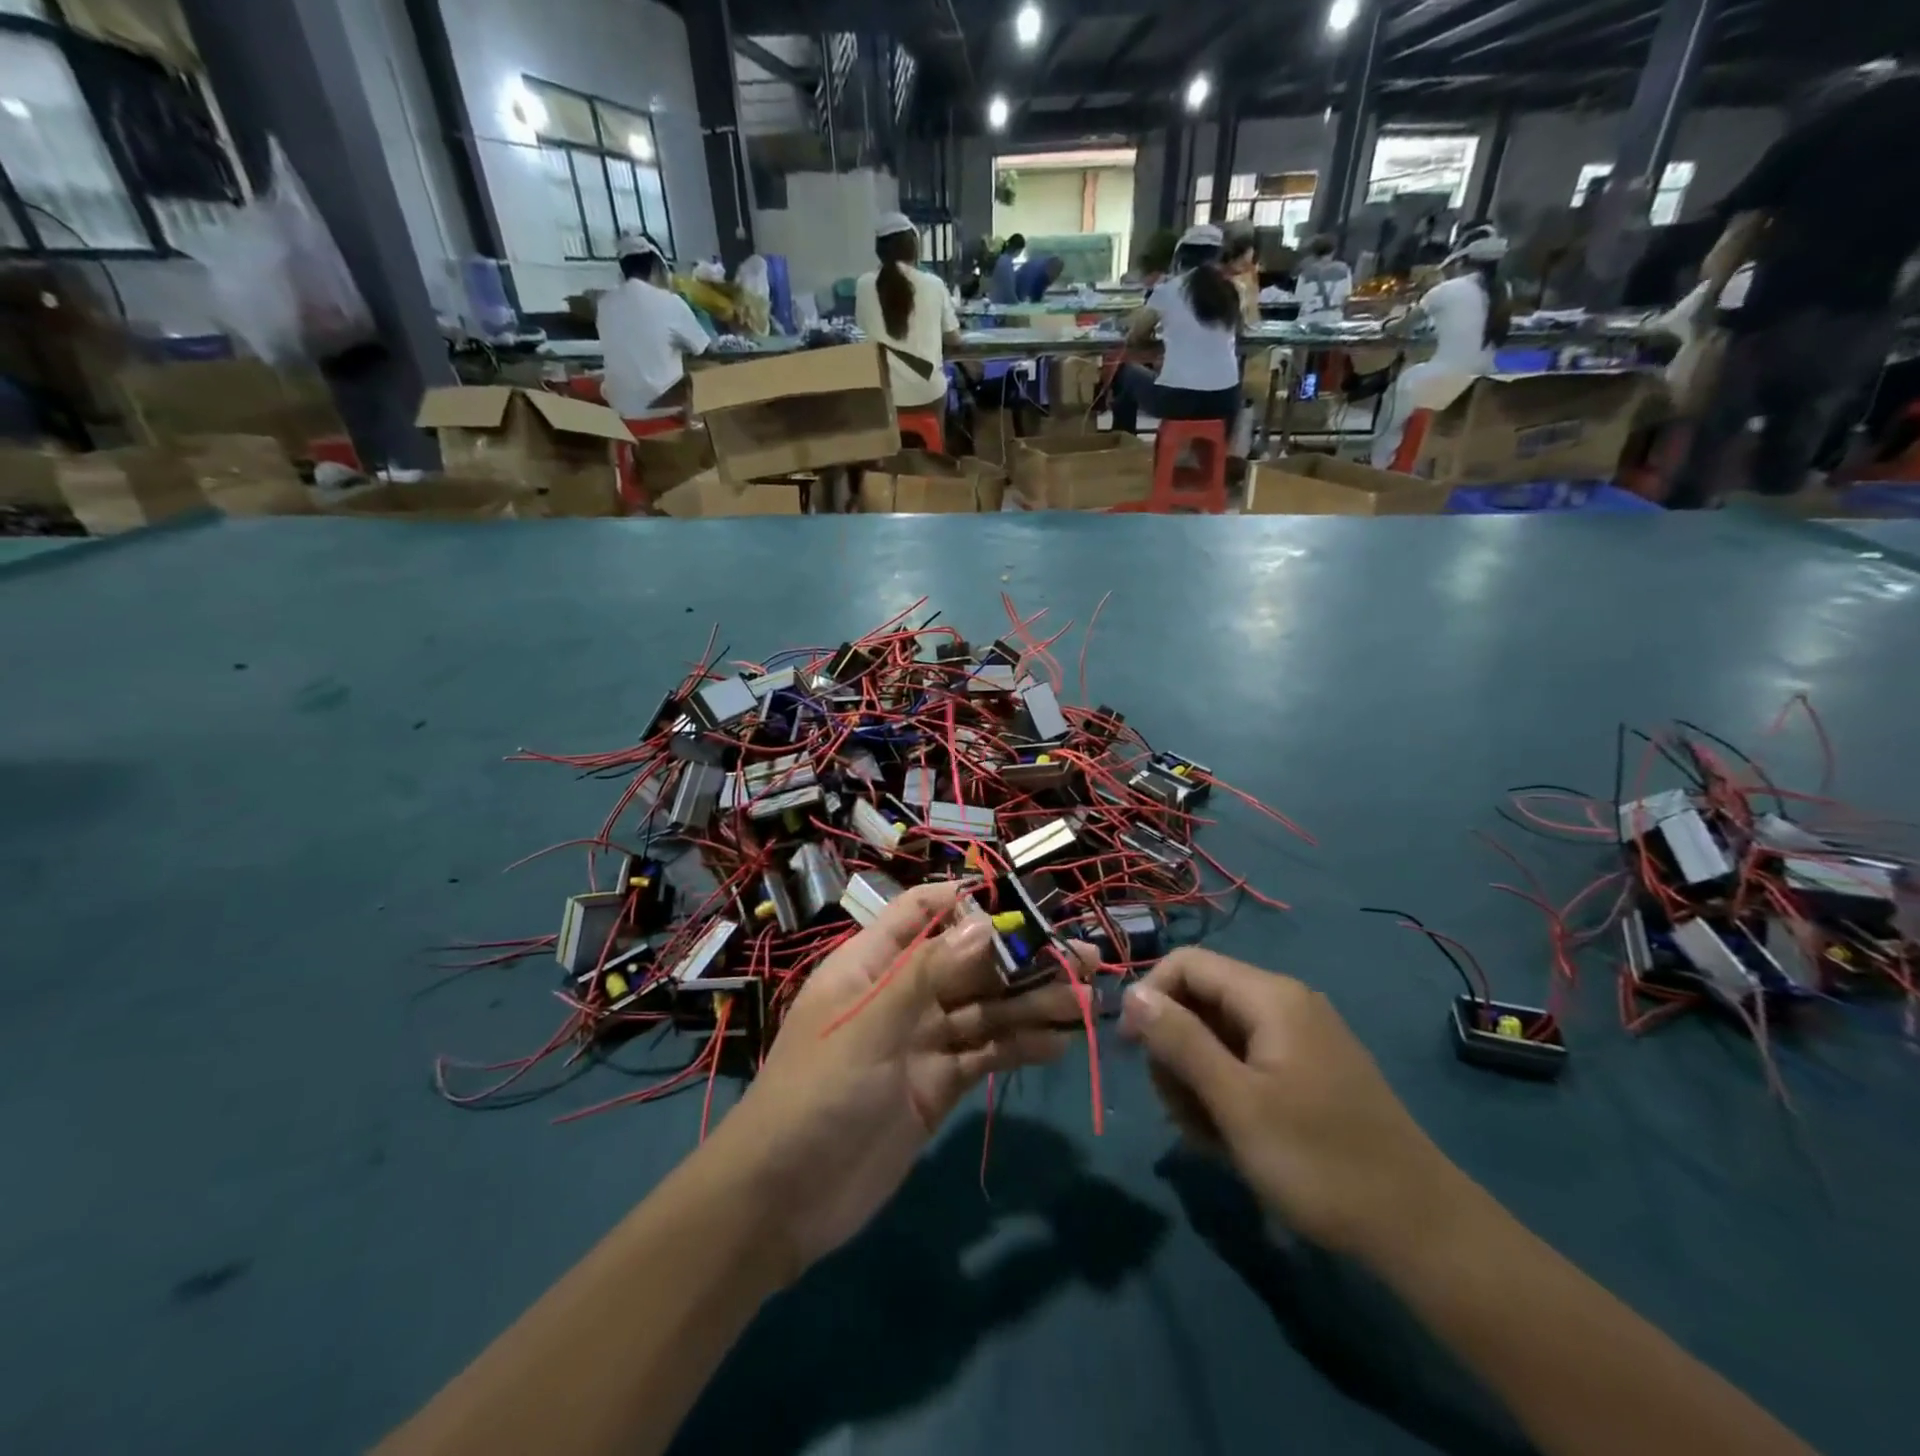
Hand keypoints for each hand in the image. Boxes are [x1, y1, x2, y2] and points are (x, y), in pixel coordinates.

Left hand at [709, 883, 1088, 1283]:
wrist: (782, 1200)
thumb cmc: (816, 1094)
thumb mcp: (868, 1026)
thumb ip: (926, 974)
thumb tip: (984, 923)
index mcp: (871, 963)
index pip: (921, 912)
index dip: (968, 903)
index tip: (1023, 905)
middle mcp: (901, 994)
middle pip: (967, 962)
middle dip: (1020, 957)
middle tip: (1081, 955)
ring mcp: (921, 1041)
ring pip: (984, 1009)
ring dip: (1031, 1003)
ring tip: (1085, 999)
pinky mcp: (937, 1085)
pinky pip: (984, 1054)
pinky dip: (1018, 1047)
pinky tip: (1057, 1044)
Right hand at [1120, 948, 1460, 1259]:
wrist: (1420, 1230)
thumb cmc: (1319, 1161)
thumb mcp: (1236, 1103)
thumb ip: (1180, 1041)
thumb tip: (1132, 993)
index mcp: (1270, 996)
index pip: (1186, 964)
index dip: (1149, 997)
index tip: (1131, 1050)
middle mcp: (1284, 1003)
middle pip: (1199, 1001)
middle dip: (1176, 1051)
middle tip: (1180, 1112)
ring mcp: (1299, 1038)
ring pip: (1218, 1036)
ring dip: (1198, 1080)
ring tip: (1210, 1136)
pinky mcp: (1307, 1070)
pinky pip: (1245, 1062)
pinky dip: (1226, 1093)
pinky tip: (1232, 1138)